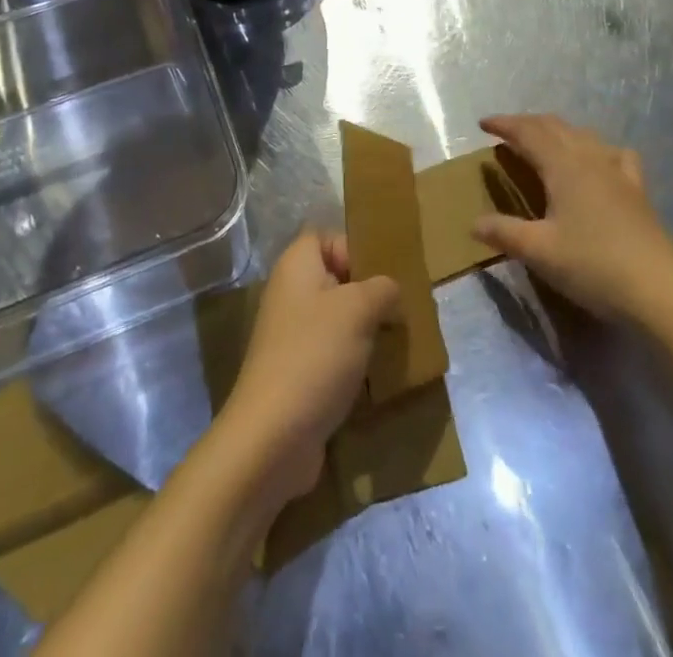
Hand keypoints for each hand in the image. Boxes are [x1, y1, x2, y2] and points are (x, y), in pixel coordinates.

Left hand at [217, 230, 399, 504]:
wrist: (273, 436)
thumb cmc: (315, 355)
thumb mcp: (359, 309)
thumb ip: (381, 288)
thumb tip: (389, 290)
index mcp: (296, 266)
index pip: (325, 237)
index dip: (353, 248)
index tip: (381, 275)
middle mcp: (289, 294)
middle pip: (335, 279)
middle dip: (368, 294)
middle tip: (399, 311)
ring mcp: (290, 336)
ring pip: (336, 319)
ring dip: (365, 331)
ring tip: (395, 344)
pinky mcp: (297, 373)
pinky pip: (332, 353)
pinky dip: (353, 362)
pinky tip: (377, 376)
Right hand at [471, 114, 672, 323]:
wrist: (660, 291)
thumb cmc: (593, 265)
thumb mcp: (539, 251)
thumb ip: (504, 232)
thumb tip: (474, 223)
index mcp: (563, 165)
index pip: (528, 132)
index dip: (504, 124)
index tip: (483, 123)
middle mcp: (590, 158)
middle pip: (555, 126)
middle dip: (527, 124)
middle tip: (506, 131)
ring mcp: (617, 172)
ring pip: (583, 135)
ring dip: (558, 131)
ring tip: (543, 142)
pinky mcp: (637, 191)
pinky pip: (614, 155)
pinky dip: (597, 149)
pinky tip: (599, 161)